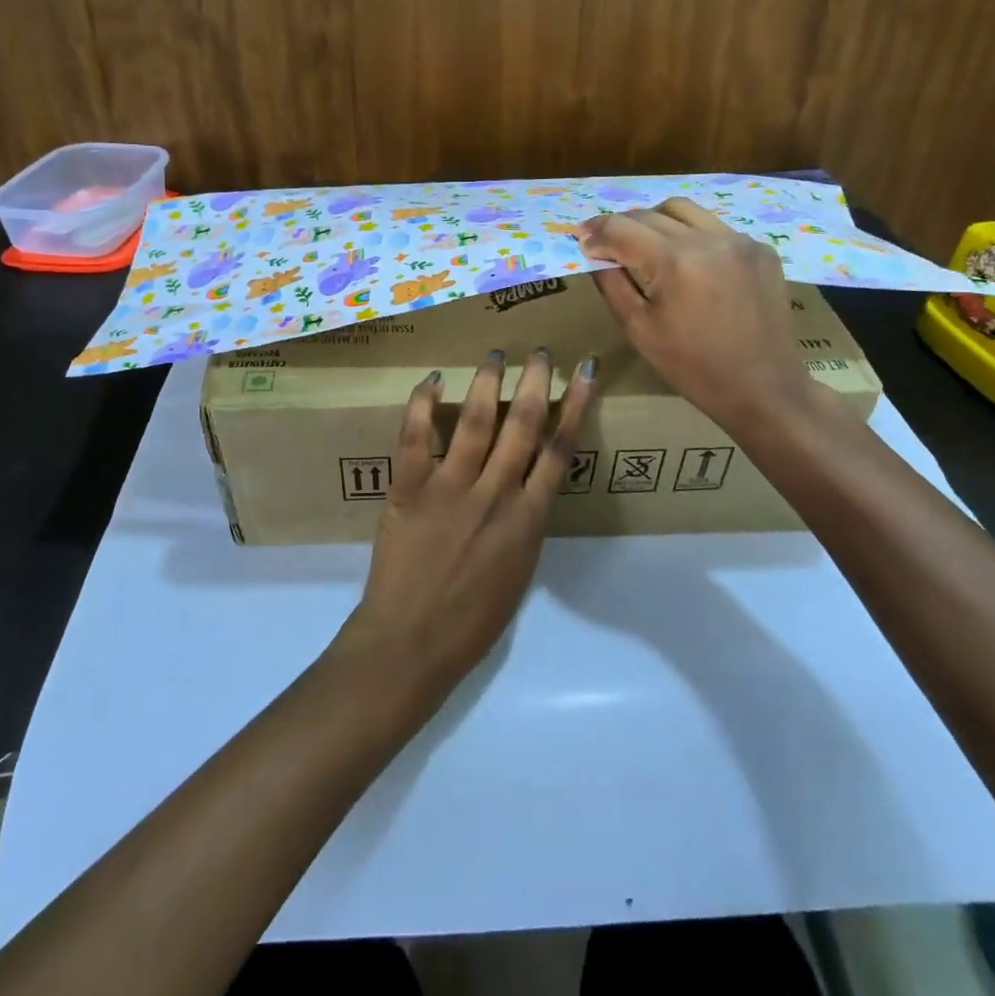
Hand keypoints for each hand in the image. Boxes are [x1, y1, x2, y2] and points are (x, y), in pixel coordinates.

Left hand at [336, 348, 596, 703]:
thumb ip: (525, 524)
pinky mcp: (410, 490)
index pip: (560, 449)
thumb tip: (528, 485)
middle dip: (535, 381)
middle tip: (538, 351)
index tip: (583, 372)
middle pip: (523, 425)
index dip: (576, 406)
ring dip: (488, 382)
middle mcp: (496, 494)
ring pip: (477, 422)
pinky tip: (431, 380)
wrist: (413, 643)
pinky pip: (417, 437)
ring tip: (495, 353)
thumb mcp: (519, 572)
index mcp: (529, 519)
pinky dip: (423, 405)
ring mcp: (451, 489)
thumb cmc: (471, 620)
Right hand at [577, 197, 812, 430]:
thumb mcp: (638, 329)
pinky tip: (685, 260)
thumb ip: (612, 283)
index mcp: (675, 262)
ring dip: (654, 220)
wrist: (762, 388)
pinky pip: (714, 227)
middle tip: (603, 241)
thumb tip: (594, 252)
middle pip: (650, 213)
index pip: (622, 228)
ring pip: (684, 210)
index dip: (595, 232)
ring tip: (642, 242)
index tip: (579, 239)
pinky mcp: (761, 249)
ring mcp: (740, 241)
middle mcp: (709, 240)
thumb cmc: (692, 367)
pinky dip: (690, 234)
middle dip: (620, 225)